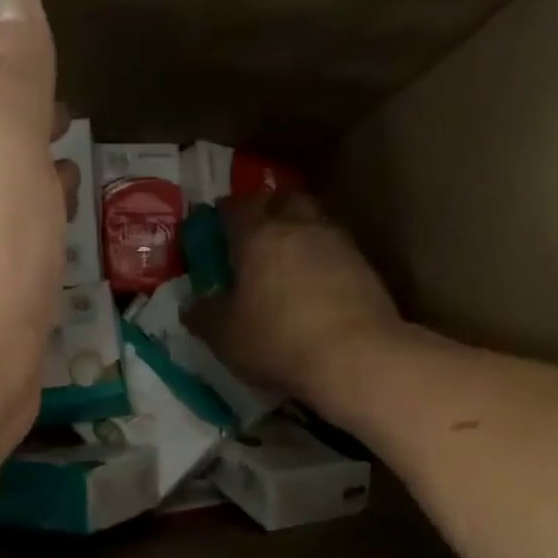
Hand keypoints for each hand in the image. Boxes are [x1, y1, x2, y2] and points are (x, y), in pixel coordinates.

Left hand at [0, 0, 74, 428]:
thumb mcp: (1, 135)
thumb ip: (10, 65)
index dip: (7, 74)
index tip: (52, 77)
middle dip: (16, 132)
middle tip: (66, 126)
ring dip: (25, 186)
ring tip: (69, 182)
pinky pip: (4, 253)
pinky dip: (30, 236)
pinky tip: (57, 248)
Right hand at [190, 192, 401, 401]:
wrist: (357, 358)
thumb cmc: (279, 341)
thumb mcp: (225, 337)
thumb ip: (204, 316)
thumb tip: (192, 305)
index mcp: (259, 237)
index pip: (238, 207)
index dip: (224, 212)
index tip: (216, 223)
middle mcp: (301, 229)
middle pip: (285, 200)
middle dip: (270, 210)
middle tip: (257, 234)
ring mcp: (339, 245)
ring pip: (315, 224)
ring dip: (301, 235)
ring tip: (289, 263)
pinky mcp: (366, 269)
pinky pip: (337, 252)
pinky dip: (324, 261)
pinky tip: (317, 287)